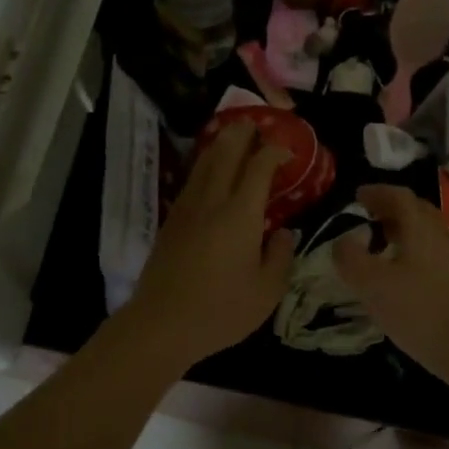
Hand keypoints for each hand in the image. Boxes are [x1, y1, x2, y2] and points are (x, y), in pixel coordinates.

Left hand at [117, 122, 298, 368]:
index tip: (286, 150)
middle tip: (256, 124)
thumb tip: (284, 232)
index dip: (274, 152)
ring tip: (233, 136)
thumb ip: (281, 256)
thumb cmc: (220, 310)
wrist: (161, 324)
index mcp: (240, 214)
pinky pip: (192, 180)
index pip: (259, 167)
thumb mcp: (267, 291)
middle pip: (226, 152)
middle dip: (243, 134)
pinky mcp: (171, 221)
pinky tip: (209, 172)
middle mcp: (212, 201)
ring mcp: (187, 209)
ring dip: (220, 144)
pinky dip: (205, 165)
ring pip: (204, 163)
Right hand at [333, 185, 448, 384]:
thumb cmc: (419, 310)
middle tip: (367, 215)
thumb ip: (351, 258)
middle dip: (390, 208)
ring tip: (377, 245)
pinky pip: (428, 255)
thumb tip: (341, 241)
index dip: (377, 192)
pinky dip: (408, 253)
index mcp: (419, 228)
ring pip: (423, 234)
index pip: (399, 196)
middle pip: (416, 211)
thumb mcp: (372, 285)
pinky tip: (396, 276)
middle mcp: (438, 237)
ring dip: (400, 232)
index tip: (357, 195)